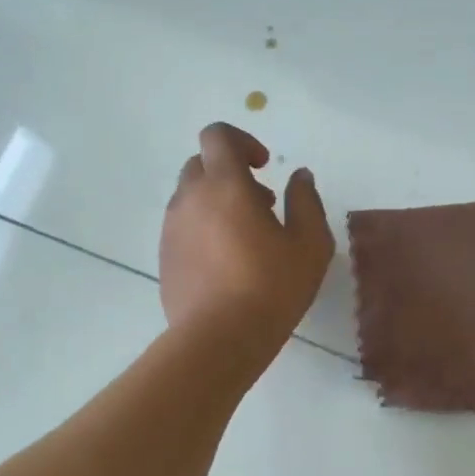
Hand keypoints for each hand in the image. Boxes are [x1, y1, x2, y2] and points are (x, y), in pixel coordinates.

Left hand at [160, 122, 333, 354]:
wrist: (218, 339)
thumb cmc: (271, 287)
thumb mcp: (310, 244)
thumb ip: (306, 201)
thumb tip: (299, 175)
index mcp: (225, 186)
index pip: (217, 136)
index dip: (242, 141)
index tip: (264, 166)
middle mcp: (190, 199)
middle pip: (201, 164)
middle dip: (231, 173)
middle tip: (262, 204)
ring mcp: (172, 229)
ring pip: (190, 197)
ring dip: (217, 202)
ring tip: (247, 239)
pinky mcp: (164, 257)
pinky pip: (183, 227)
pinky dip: (204, 229)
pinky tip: (227, 263)